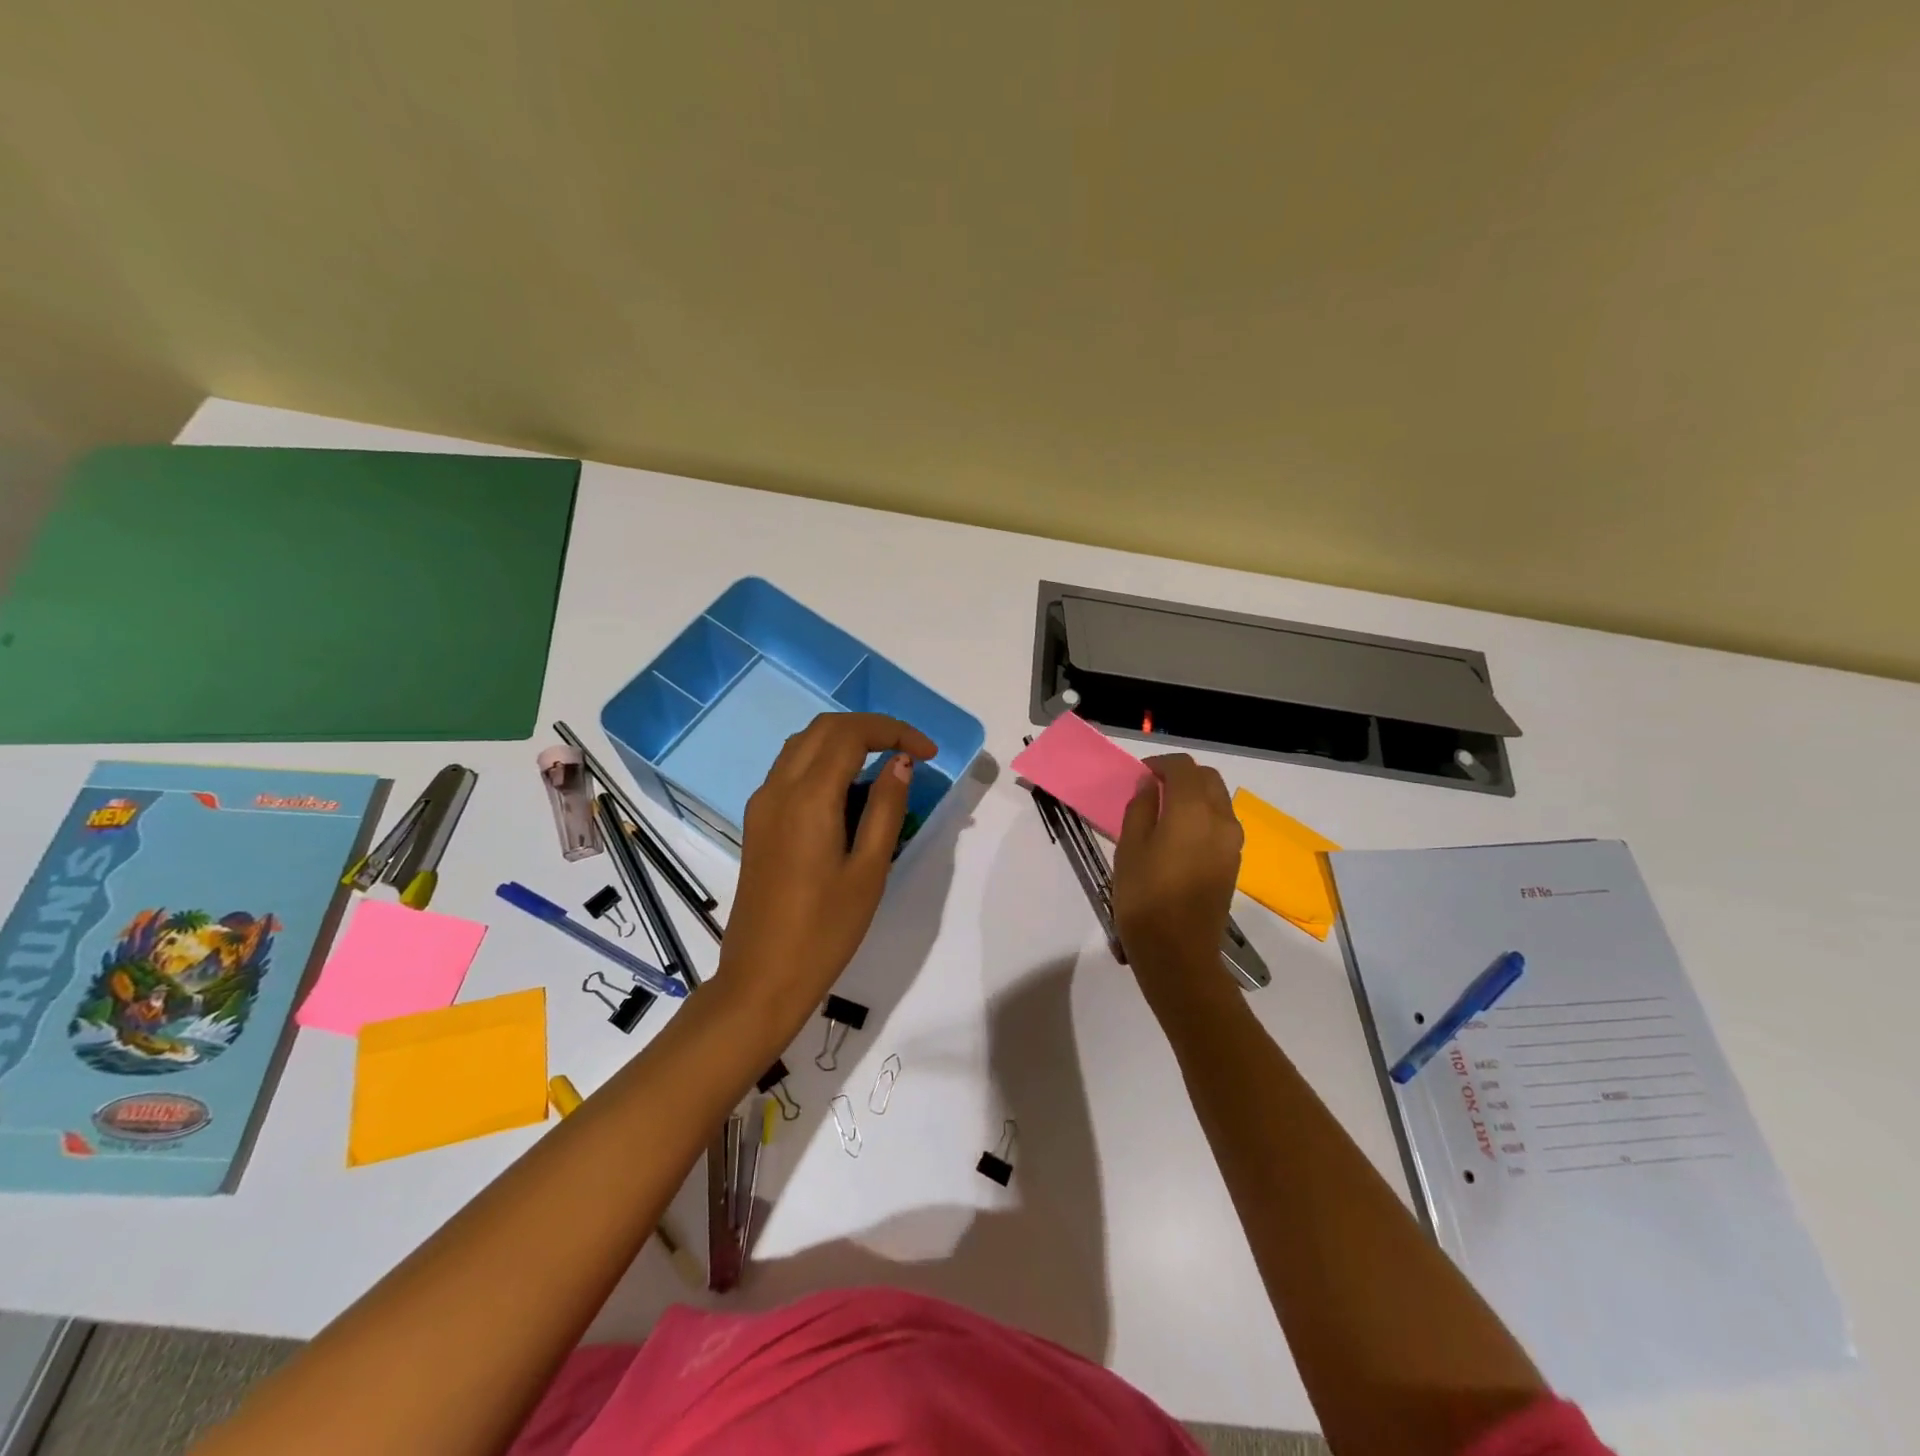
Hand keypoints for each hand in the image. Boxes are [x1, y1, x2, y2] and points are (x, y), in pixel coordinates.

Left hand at [717, 713, 936, 1028]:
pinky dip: (823, 762)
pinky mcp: (757, 822)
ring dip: (844, 741)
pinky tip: (849, 794)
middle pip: (823, 728)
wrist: (761, 977)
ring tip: (884, 768)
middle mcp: (778, 788)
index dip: (894, 731)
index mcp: (808, 798)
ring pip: (803, 745)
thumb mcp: (870, 870)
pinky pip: (790, 770)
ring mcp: (762, 804)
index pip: (851, 734)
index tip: (928, 753)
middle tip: (909, 753)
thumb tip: (900, 763)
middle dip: (870, 728)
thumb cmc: (825, 930)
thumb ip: (886, 808)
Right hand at [1111, 754, 1243, 1002]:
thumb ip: (1141, 808)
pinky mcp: (1233, 862)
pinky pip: (1220, 823)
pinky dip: (1202, 815)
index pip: (1183, 767)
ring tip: (1163, 812)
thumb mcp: (1129, 847)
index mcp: (1193, 810)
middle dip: (1182, 775)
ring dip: (1194, 795)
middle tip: (1152, 789)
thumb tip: (1149, 785)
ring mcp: (1232, 842)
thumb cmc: (1144, 897)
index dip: (1160, 763)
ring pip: (1218, 800)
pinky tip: (1177, 835)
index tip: (1140, 774)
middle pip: (1207, 778)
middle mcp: (1221, 819)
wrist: (1178, 952)